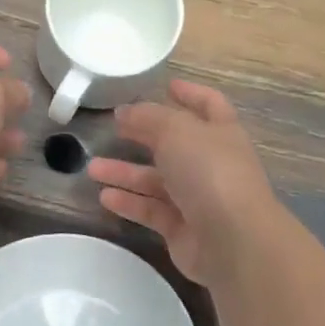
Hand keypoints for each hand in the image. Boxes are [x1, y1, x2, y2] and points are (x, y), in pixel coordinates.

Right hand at [87, 80, 279, 284]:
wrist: (233, 239)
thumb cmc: (210, 172)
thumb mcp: (177, 130)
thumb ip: (148, 117)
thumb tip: (126, 112)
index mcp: (221, 132)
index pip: (208, 105)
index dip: (190, 93)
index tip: (167, 85)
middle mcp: (211, 164)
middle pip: (174, 144)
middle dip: (145, 135)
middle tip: (114, 128)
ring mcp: (198, 199)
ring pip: (157, 180)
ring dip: (126, 173)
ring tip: (91, 168)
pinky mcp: (182, 229)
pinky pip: (152, 211)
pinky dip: (129, 203)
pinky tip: (104, 197)